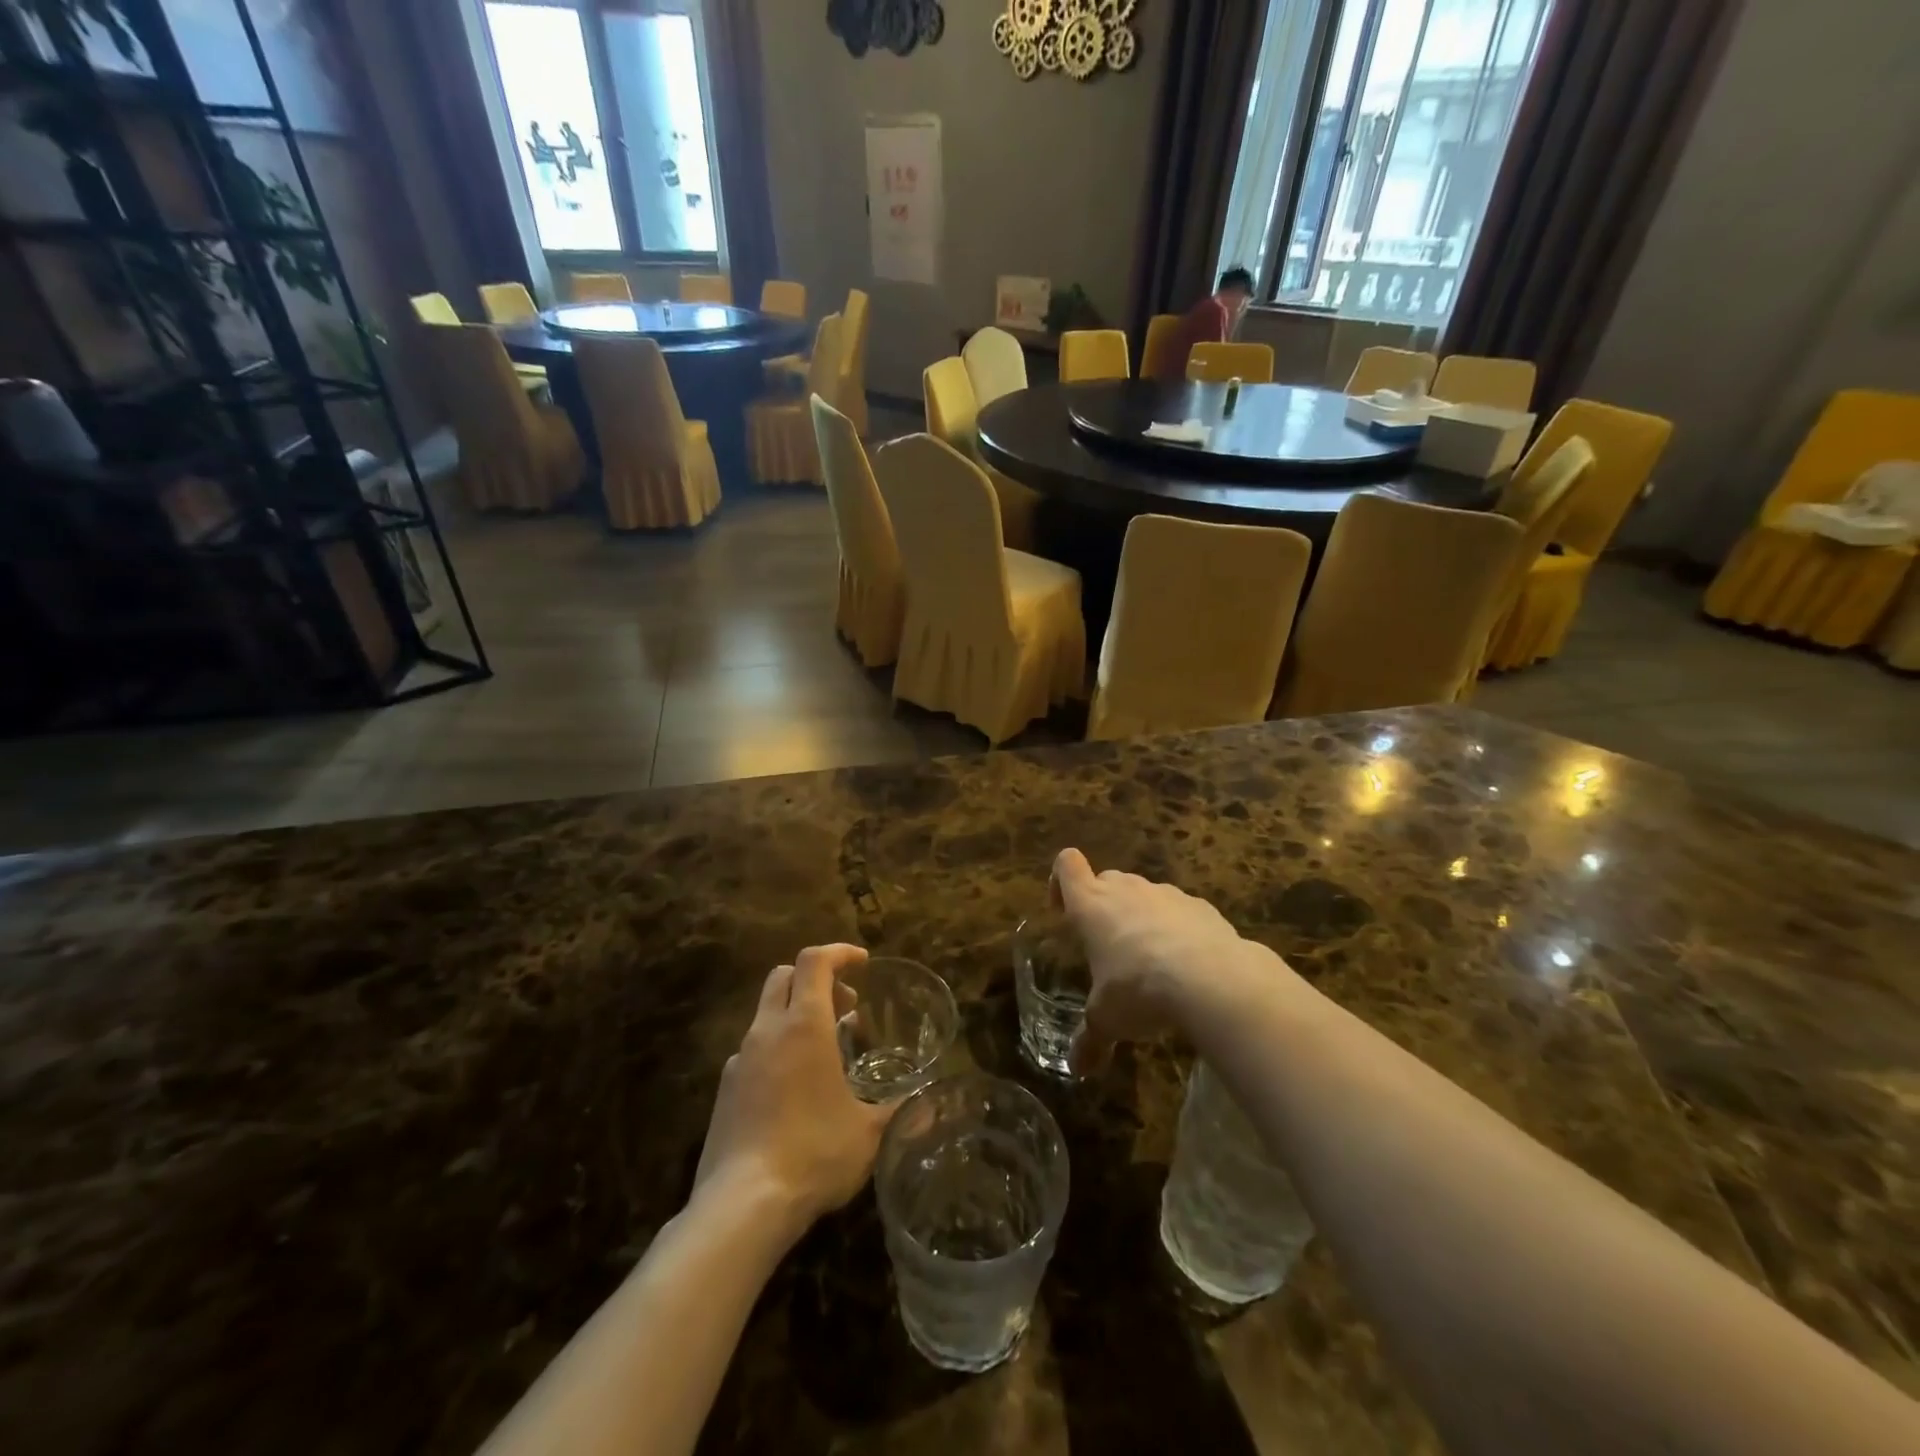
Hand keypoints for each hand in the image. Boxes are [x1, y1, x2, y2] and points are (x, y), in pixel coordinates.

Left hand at [694, 945, 893, 1235]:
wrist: (741, 1206)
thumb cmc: (814, 1153)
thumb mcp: (869, 1133)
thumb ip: (900, 1111)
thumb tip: (931, 1106)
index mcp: (804, 1025)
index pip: (815, 961)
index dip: (839, 953)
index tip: (863, 963)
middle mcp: (767, 1031)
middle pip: (785, 975)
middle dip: (817, 979)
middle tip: (846, 1005)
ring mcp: (740, 1059)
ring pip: (766, 1012)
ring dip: (797, 1014)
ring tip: (825, 1050)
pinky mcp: (724, 1090)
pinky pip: (753, 1050)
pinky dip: (777, 1049)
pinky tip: (793, 1089)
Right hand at [1050, 848, 1259, 1074]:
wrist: (1212, 979)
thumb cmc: (1138, 990)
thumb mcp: (1106, 1020)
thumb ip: (1090, 1040)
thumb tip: (1077, 1069)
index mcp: (1091, 904)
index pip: (1067, 865)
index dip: (1061, 881)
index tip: (1064, 910)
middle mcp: (1126, 889)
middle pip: (1106, 879)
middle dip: (1102, 905)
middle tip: (1106, 945)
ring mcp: (1166, 894)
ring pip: (1144, 894)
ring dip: (1141, 917)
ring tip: (1149, 961)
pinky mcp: (1202, 906)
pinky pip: (1180, 911)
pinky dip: (1177, 929)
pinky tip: (1187, 965)